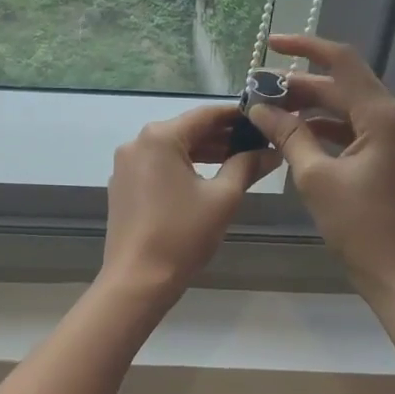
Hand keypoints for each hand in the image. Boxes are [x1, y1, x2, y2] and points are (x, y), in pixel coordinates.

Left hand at [103, 105, 279, 293]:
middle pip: (187, 130)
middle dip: (223, 136)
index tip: (263, 119)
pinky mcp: (123, 185)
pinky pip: (158, 165)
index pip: (205, 114)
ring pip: (172, 148)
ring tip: (240, 160)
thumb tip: (271, 151)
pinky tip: (207, 179)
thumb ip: (247, 166)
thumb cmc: (182, 234)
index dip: (237, 116)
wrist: (137, 279)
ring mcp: (126, 165)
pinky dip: (183, 167)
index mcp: (160, 137)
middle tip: (258, 143)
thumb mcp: (223, 198)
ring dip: (204, 153)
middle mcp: (137, 142)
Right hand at [248, 33, 394, 300]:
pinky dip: (323, 130)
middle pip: (342, 86)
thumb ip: (288, 135)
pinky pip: (353, 131)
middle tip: (257, 90)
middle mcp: (394, 119)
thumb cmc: (360, 226)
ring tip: (268, 113)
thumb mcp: (316, 177)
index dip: (305, 47)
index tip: (270, 45)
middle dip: (298, 85)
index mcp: (382, 116)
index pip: (343, 62)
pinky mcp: (390, 158)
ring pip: (345, 109)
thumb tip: (260, 108)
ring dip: (309, 108)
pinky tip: (293, 137)